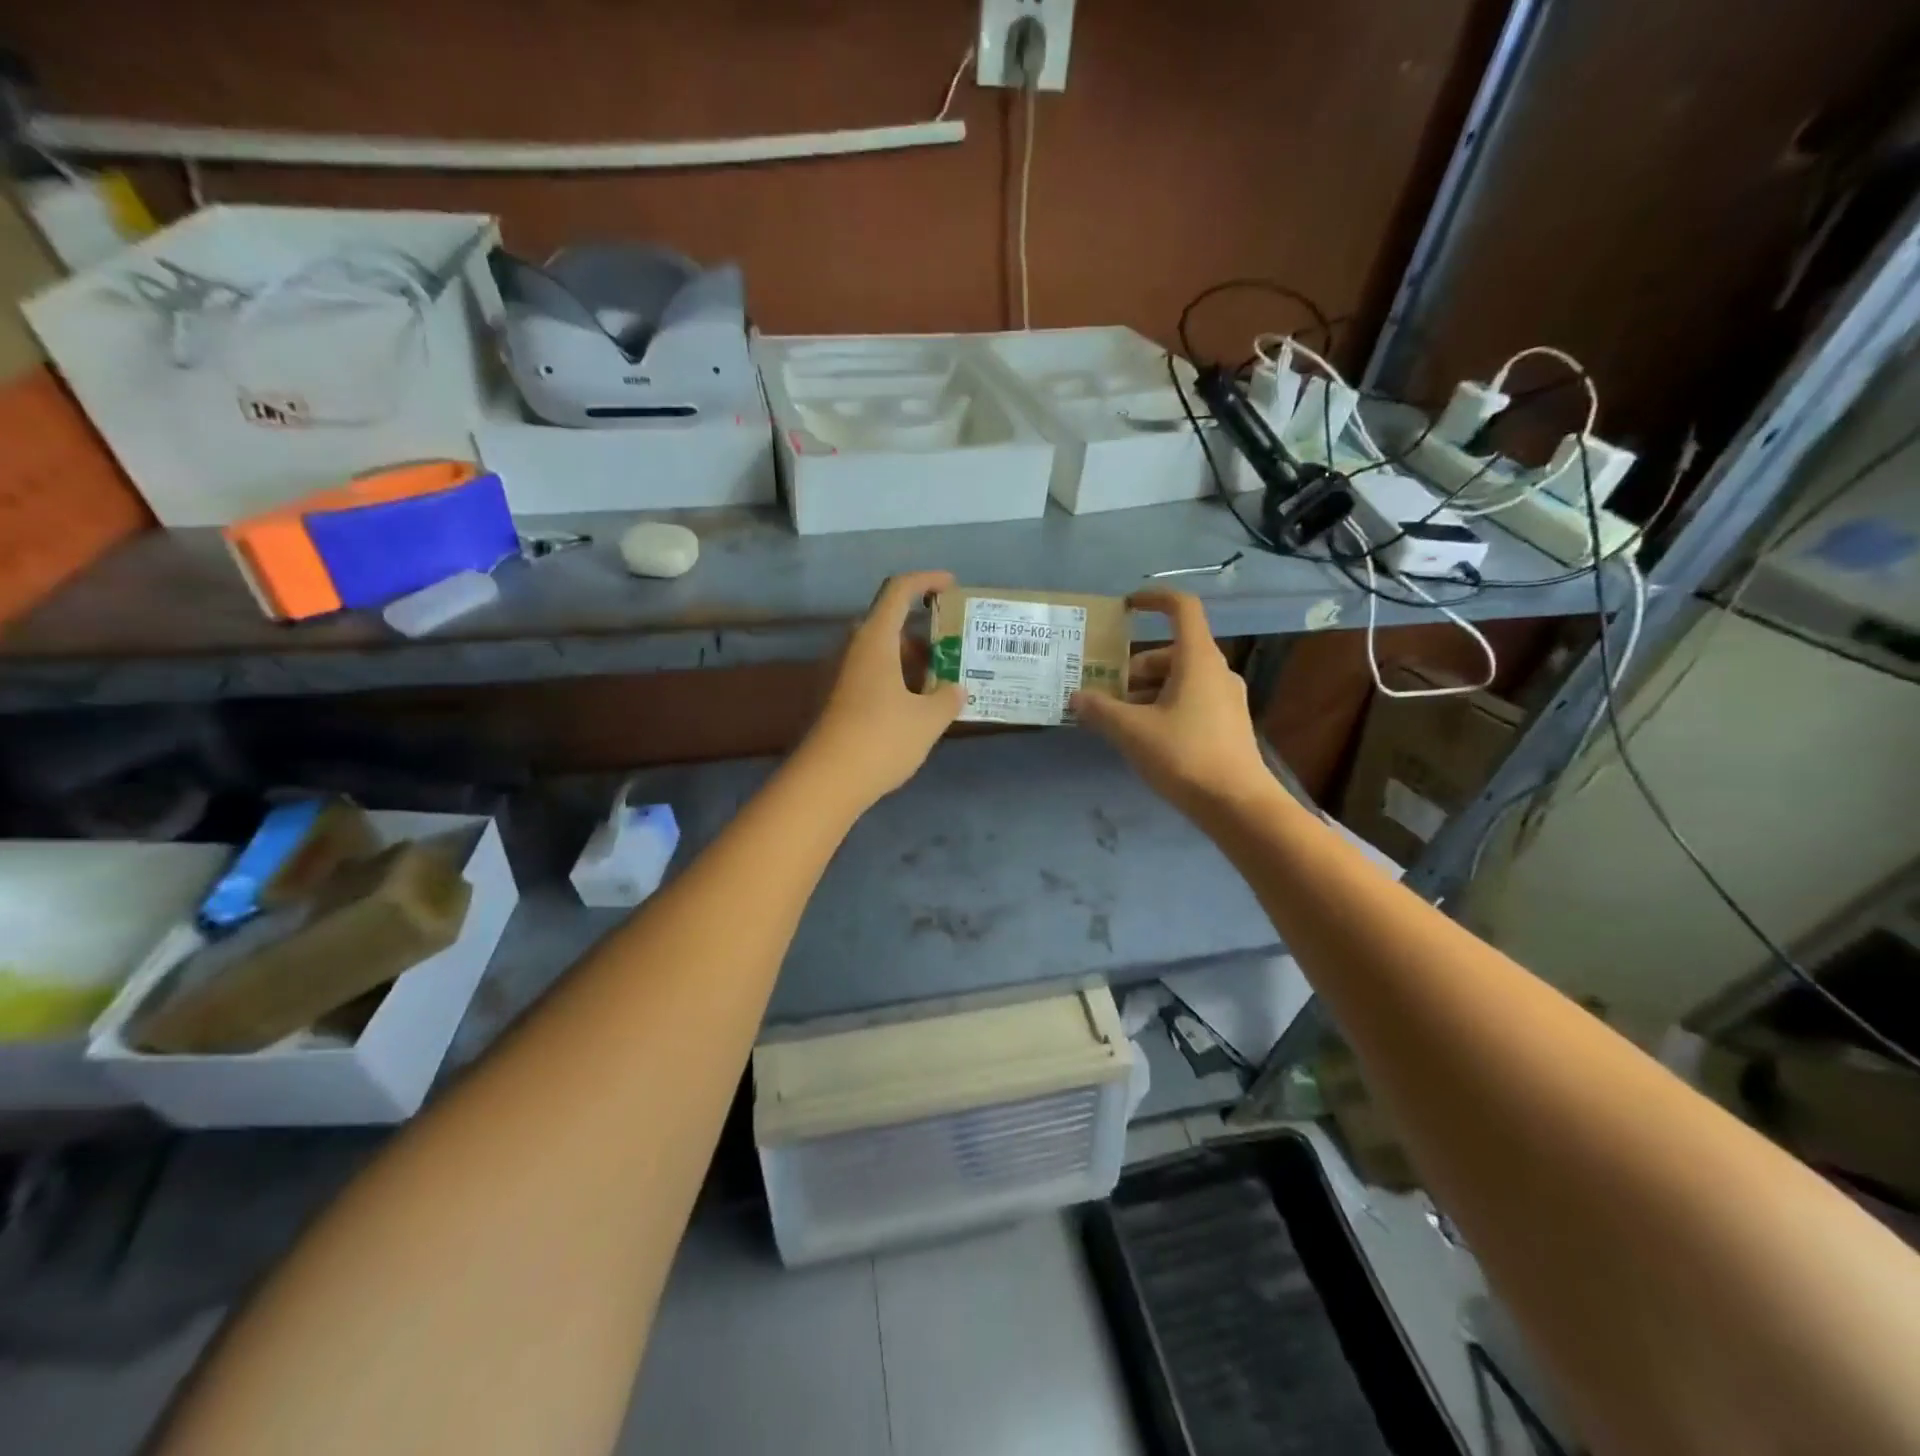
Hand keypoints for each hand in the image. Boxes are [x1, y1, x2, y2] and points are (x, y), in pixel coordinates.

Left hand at [800, 571, 962, 809]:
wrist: (825, 781)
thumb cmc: (881, 739)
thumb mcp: (928, 720)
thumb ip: (947, 698)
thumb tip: (954, 689)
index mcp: (874, 640)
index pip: (898, 590)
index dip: (926, 580)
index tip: (950, 586)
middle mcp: (851, 649)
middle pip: (888, 624)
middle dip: (922, 634)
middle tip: (950, 651)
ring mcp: (837, 675)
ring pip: (878, 654)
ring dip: (908, 661)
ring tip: (939, 685)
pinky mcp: (833, 700)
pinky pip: (868, 676)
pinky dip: (893, 681)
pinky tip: (913, 709)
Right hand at [1070, 590, 1275, 820]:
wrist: (1237, 804)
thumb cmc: (1184, 756)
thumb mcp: (1131, 732)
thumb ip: (1100, 710)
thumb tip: (1076, 697)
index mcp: (1197, 659)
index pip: (1181, 608)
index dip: (1154, 599)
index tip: (1126, 606)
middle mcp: (1215, 671)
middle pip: (1170, 652)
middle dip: (1133, 667)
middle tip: (1104, 691)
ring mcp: (1225, 698)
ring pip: (1178, 679)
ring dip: (1145, 690)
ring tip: (1116, 718)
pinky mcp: (1227, 723)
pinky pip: (1189, 699)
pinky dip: (1162, 706)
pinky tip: (1142, 735)